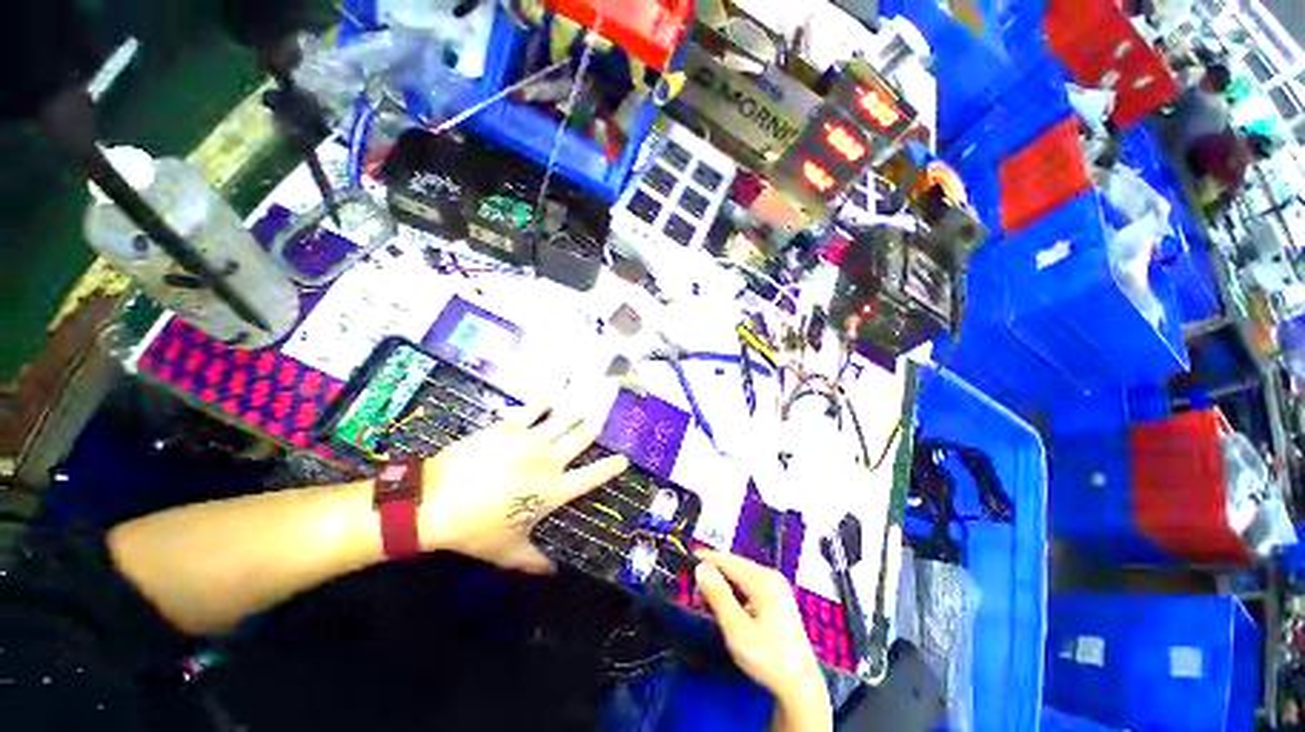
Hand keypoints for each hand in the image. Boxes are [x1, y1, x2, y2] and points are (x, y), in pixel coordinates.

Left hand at [419, 404, 627, 572]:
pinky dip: (544, 403)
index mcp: (555, 490)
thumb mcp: (508, 552)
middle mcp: (550, 460)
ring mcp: (531, 439)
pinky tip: (548, 401)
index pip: (594, 476)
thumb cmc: (475, 530)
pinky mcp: (510, 426)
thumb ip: (535, 561)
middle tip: (593, 428)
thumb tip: (553, 573)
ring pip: (565, 417)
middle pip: (583, 436)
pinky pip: (534, 408)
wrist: (434, 502)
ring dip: (574, 414)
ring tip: (579, 409)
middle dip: (592, 431)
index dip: (612, 466)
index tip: (623, 459)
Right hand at [695, 550, 831, 731]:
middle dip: (713, 575)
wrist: (800, 688)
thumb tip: (701, 568)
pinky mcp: (777, 599)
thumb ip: (717, 596)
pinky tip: (727, 608)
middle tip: (695, 593)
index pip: (727, 560)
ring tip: (708, 603)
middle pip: (734, 566)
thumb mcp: (737, 629)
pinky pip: (748, 586)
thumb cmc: (767, 658)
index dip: (705, 559)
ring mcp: (776, 587)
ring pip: (740, 576)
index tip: (685, 561)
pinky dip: (734, 593)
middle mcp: (771, 577)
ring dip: (723, 586)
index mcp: (763, 580)